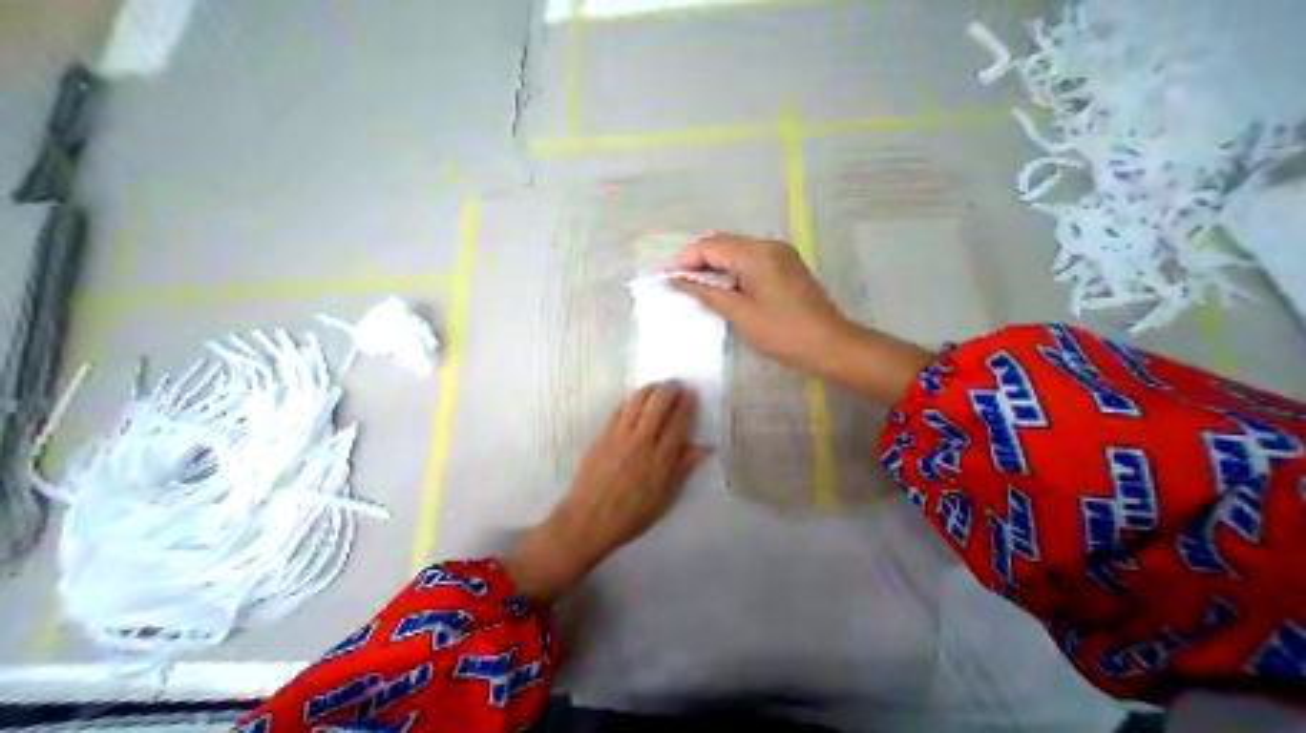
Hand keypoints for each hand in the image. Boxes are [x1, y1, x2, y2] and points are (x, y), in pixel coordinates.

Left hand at [500, 381, 704, 604]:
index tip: (691, 394)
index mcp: (660, 458)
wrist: (587, 519)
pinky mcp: (603, 433)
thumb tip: (704, 448)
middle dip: (670, 389)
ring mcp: (619, 434)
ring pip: (638, 400)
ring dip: (651, 388)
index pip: (677, 421)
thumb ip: (683, 469)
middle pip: (658, 403)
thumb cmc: (631, 515)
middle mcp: (641, 440)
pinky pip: (620, 408)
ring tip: (658, 388)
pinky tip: (637, 400)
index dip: (686, 403)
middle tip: (676, 386)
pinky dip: (632, 399)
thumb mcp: (664, 498)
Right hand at [667, 233, 853, 375]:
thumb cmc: (781, 332)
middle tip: (679, 283)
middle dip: (697, 260)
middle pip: (723, 243)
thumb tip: (676, 281)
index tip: (667, 278)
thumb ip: (706, 292)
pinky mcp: (785, 265)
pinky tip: (722, 286)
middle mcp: (768, 245)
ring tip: (696, 286)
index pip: (710, 246)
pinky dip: (731, 269)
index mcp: (756, 254)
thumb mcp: (739, 313)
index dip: (685, 259)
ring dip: (714, 265)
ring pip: (735, 250)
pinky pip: (749, 259)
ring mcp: (779, 254)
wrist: (828, 344)